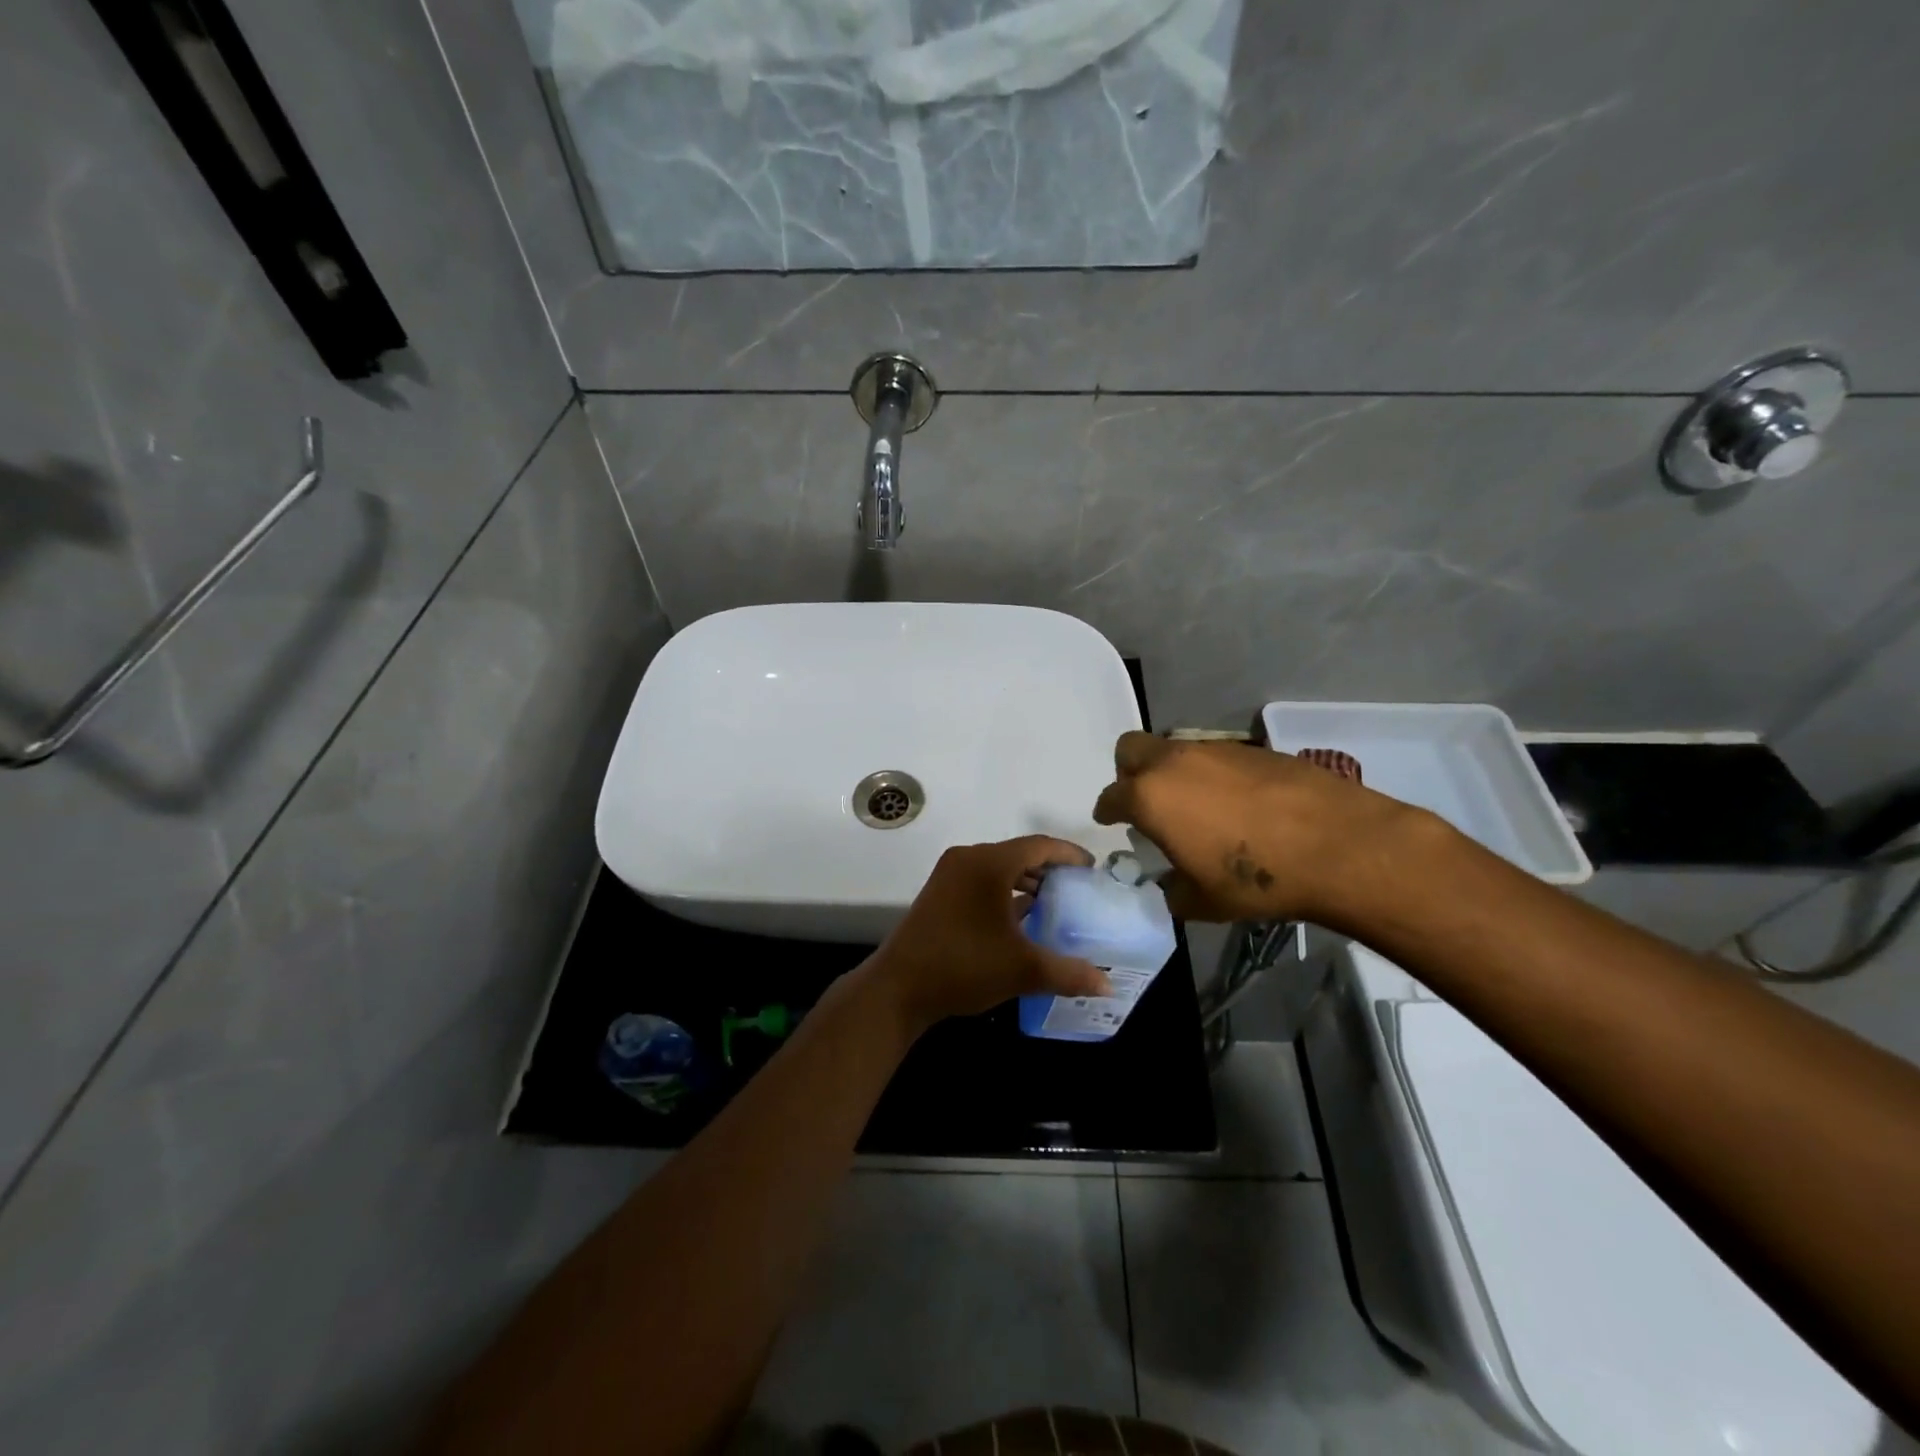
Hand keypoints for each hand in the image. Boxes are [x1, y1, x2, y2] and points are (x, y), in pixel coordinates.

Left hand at [868, 836, 1111, 1030]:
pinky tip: (1022, 917)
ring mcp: (949, 876)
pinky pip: (981, 882)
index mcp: (988, 863)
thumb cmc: (963, 966)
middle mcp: (967, 860)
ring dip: (1026, 881)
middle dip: (1049, 868)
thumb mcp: (1022, 969)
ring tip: (1055, 903)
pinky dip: (1005, 892)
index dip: (1068, 854)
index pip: (1038, 845)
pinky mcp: (939, 894)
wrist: (899, 988)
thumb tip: (1107, 985)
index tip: (1093, 869)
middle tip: (1078, 888)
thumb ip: (1069, 973)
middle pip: (1018, 854)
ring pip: (998, 868)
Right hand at [1092, 731, 1435, 928]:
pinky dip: (1213, 774)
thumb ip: (1172, 890)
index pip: (1111, 796)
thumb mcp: (1201, 902)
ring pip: (1175, 749)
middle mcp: (1174, 762)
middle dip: (1129, 772)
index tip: (1110, 819)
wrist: (1338, 845)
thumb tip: (1171, 883)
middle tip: (1146, 801)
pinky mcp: (1252, 748)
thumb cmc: (1257, 879)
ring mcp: (1215, 749)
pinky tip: (1238, 803)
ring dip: (1173, 772)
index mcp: (1150, 797)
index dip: (1107, 810)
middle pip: (1131, 749)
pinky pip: (1215, 755)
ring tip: (1198, 806)